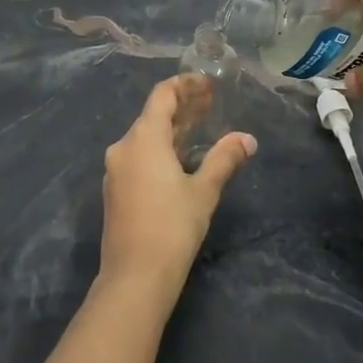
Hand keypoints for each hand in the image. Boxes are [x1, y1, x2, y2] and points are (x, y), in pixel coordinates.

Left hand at [99, 74, 255, 302]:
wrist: (134, 277)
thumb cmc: (172, 227)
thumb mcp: (204, 191)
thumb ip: (224, 159)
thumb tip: (247, 139)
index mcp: (143, 139)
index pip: (162, 95)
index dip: (185, 85)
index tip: (208, 84)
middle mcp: (123, 147)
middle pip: (153, 115)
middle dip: (182, 107)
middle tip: (211, 103)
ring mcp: (116, 170)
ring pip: (145, 138)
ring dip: (173, 129)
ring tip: (201, 128)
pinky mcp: (116, 191)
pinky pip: (139, 157)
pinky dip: (161, 149)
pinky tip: (181, 159)